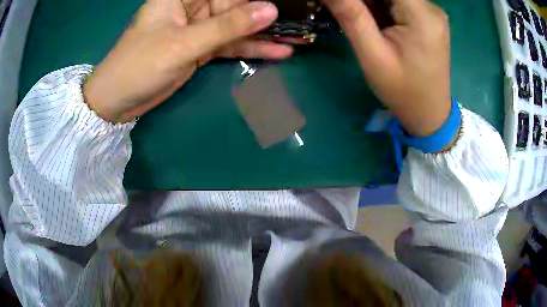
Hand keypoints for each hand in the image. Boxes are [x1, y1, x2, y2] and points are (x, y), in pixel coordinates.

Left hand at [84, 0, 291, 122]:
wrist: (118, 101)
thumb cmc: (139, 65)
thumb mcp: (183, 43)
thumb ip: (227, 26)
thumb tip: (271, 10)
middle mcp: (193, 6)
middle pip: (236, 5)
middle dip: (267, 13)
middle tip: (301, 19)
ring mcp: (198, 28)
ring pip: (237, 26)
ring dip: (265, 33)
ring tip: (298, 37)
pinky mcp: (200, 48)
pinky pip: (230, 45)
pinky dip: (252, 49)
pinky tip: (278, 52)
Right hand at [324, 0, 451, 136]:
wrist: (429, 113)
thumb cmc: (403, 91)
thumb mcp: (372, 55)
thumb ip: (351, 15)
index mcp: (422, 15)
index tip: (347, 7)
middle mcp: (431, 7)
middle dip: (367, 1)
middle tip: (352, 16)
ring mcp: (432, 12)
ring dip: (373, 3)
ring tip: (369, 26)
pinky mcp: (429, 18)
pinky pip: (400, 2)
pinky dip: (383, 7)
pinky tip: (379, 24)